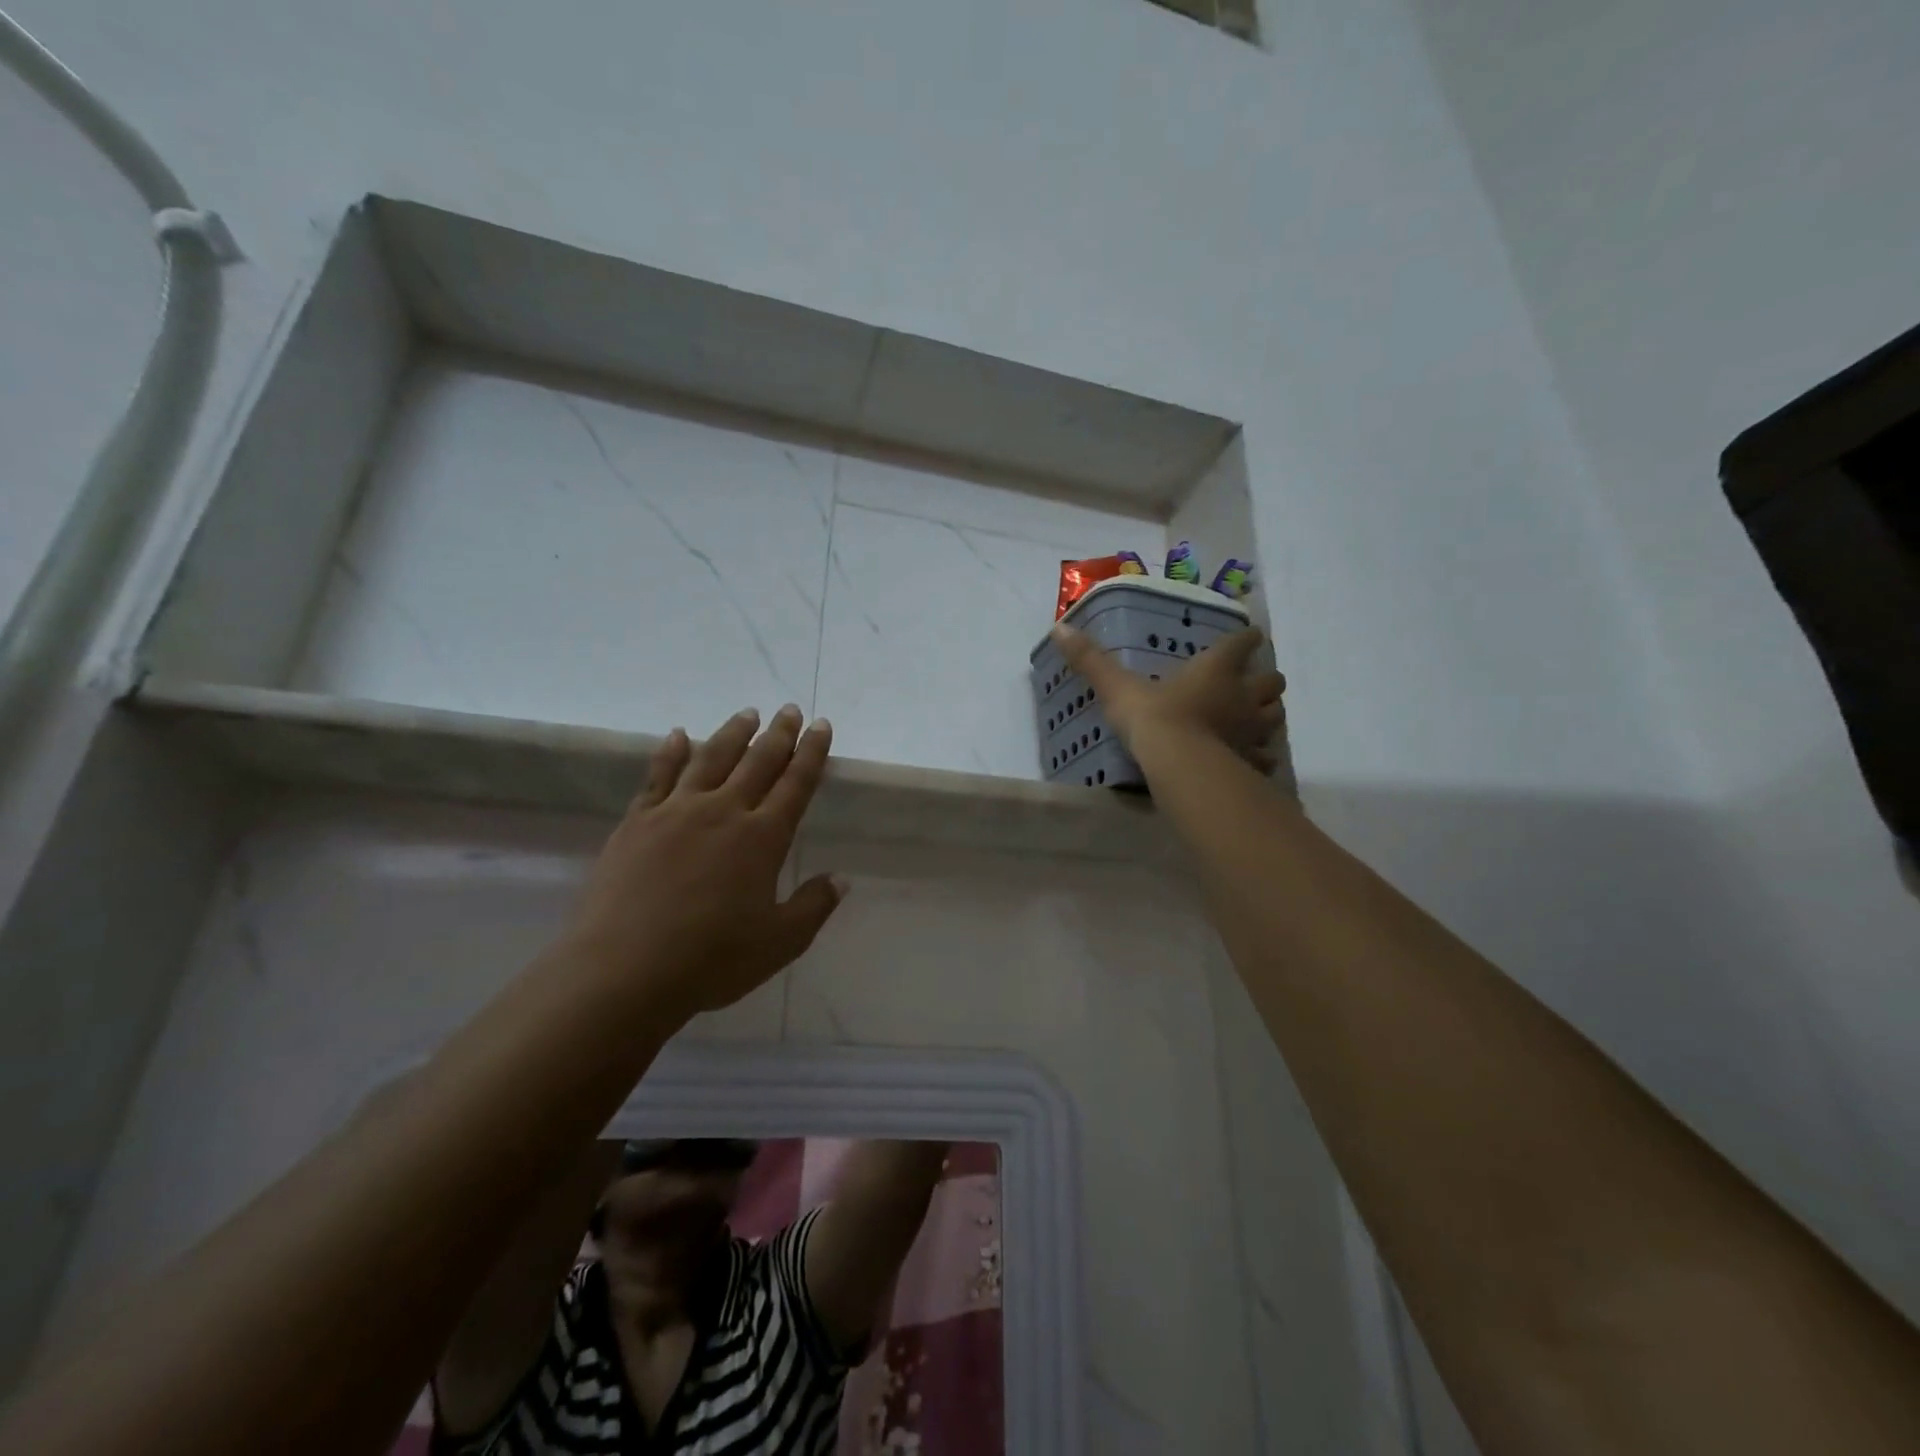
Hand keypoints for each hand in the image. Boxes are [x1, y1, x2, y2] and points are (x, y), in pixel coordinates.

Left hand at [566, 704, 845, 1018]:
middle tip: (789, 710)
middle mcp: (723, 812)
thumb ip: (813, 906)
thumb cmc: (711, 959)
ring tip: (747, 713)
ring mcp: (676, 812)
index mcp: (762, 838)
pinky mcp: (637, 822)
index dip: (811, 753)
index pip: (795, 784)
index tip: (821, 725)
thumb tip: (842, 879)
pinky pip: (659, 776)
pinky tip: (678, 735)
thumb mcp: (779, 942)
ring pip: (711, 758)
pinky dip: (671, 752)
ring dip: (732, 733)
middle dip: (778, 734)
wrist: (624, 970)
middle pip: (757, 761)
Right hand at [1051, 623, 1284, 769]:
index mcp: (1216, 670)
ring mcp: (1252, 731)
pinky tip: (1249, 761)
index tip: (1247, 638)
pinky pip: (1265, 758)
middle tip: (1249, 686)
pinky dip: (1260, 757)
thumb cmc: (1154, 718)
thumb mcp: (1118, 687)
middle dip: (1264, 681)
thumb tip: (1059, 628)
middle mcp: (1242, 695)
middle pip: (1272, 681)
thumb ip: (1091, 661)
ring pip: (1276, 717)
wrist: (1181, 766)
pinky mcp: (1252, 762)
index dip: (1246, 639)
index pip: (1242, 643)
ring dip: (1268, 715)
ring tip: (1252, 721)